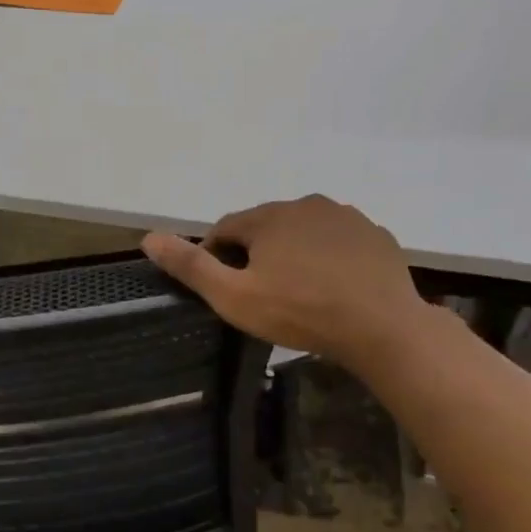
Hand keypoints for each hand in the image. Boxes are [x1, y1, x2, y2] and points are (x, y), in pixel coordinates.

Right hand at [142, 195, 432, 363]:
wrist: (381, 327)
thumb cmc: (299, 311)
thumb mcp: (233, 296)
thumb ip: (191, 266)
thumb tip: (148, 237)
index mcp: (269, 216)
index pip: (227, 228)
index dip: (217, 257)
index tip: (222, 288)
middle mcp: (307, 204)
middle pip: (266, 227)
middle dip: (256, 254)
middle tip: (260, 295)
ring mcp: (347, 218)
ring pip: (304, 232)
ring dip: (293, 253)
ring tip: (297, 293)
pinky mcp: (376, 236)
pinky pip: (338, 243)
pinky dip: (328, 259)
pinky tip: (332, 288)